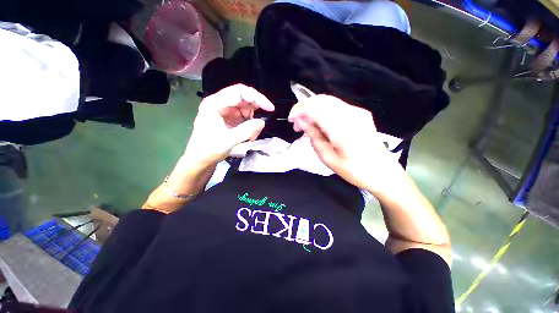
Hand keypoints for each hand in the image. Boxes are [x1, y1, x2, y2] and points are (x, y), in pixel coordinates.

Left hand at [184, 84, 274, 165]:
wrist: (200, 160)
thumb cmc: (208, 149)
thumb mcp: (228, 140)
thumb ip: (246, 130)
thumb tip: (262, 122)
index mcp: (215, 104)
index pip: (239, 92)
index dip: (257, 98)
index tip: (269, 108)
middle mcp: (220, 104)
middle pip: (243, 98)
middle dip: (255, 110)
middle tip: (262, 122)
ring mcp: (225, 111)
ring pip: (246, 108)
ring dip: (253, 120)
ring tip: (252, 134)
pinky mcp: (229, 118)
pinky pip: (244, 116)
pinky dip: (250, 124)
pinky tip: (249, 135)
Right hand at [288, 95, 400, 192]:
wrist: (382, 172)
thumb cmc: (354, 170)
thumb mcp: (327, 157)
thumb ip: (314, 136)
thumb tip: (301, 122)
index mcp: (342, 128)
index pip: (315, 108)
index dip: (299, 110)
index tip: (291, 120)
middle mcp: (351, 114)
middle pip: (321, 100)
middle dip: (304, 108)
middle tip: (297, 124)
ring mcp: (357, 112)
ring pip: (328, 101)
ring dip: (313, 109)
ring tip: (307, 125)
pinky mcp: (360, 113)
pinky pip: (336, 106)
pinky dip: (323, 111)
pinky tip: (320, 124)